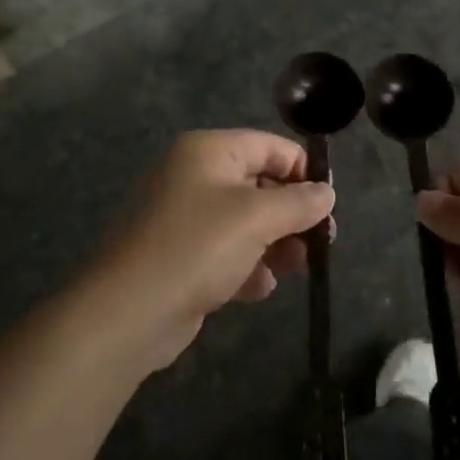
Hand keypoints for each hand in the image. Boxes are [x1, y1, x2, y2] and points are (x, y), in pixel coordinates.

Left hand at [94, 131, 333, 370]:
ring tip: (296, 266)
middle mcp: (195, 176)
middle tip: (322, 242)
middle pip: (259, 184)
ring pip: (245, 222)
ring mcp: (185, 217)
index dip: (304, 171)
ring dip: (275, 243)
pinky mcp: (181, 256)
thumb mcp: (257, 218)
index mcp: (209, 151)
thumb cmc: (197, 248)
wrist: (129, 312)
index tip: (330, 204)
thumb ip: (299, 202)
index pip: (270, 146)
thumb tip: (327, 192)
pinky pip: (226, 252)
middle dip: (292, 213)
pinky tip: (258, 288)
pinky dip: (246, 266)